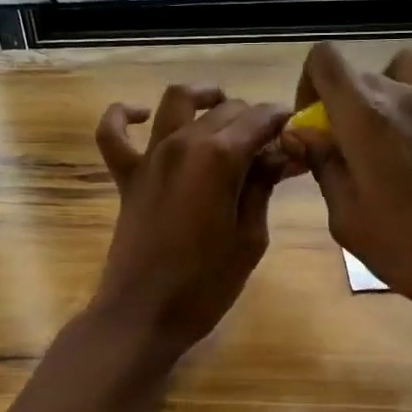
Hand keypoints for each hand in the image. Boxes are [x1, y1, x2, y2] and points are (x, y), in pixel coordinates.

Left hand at [90, 84, 292, 352]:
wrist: (145, 314)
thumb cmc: (207, 283)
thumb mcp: (250, 236)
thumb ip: (262, 186)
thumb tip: (279, 155)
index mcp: (219, 157)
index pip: (260, 120)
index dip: (282, 122)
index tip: (298, 135)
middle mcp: (182, 143)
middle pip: (225, 110)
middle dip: (253, 117)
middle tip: (272, 144)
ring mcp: (150, 157)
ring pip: (176, 101)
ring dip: (203, 97)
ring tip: (222, 105)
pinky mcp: (127, 176)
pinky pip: (113, 133)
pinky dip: (124, 115)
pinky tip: (142, 115)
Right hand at [284, 43, 411, 337]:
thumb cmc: (411, 249)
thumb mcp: (347, 219)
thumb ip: (323, 166)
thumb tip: (302, 133)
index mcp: (364, 117)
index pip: (324, 61)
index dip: (308, 85)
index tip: (312, 126)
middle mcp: (404, 95)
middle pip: (360, 75)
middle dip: (342, 104)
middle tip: (345, 151)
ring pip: (408, 65)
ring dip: (389, 86)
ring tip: (387, 123)